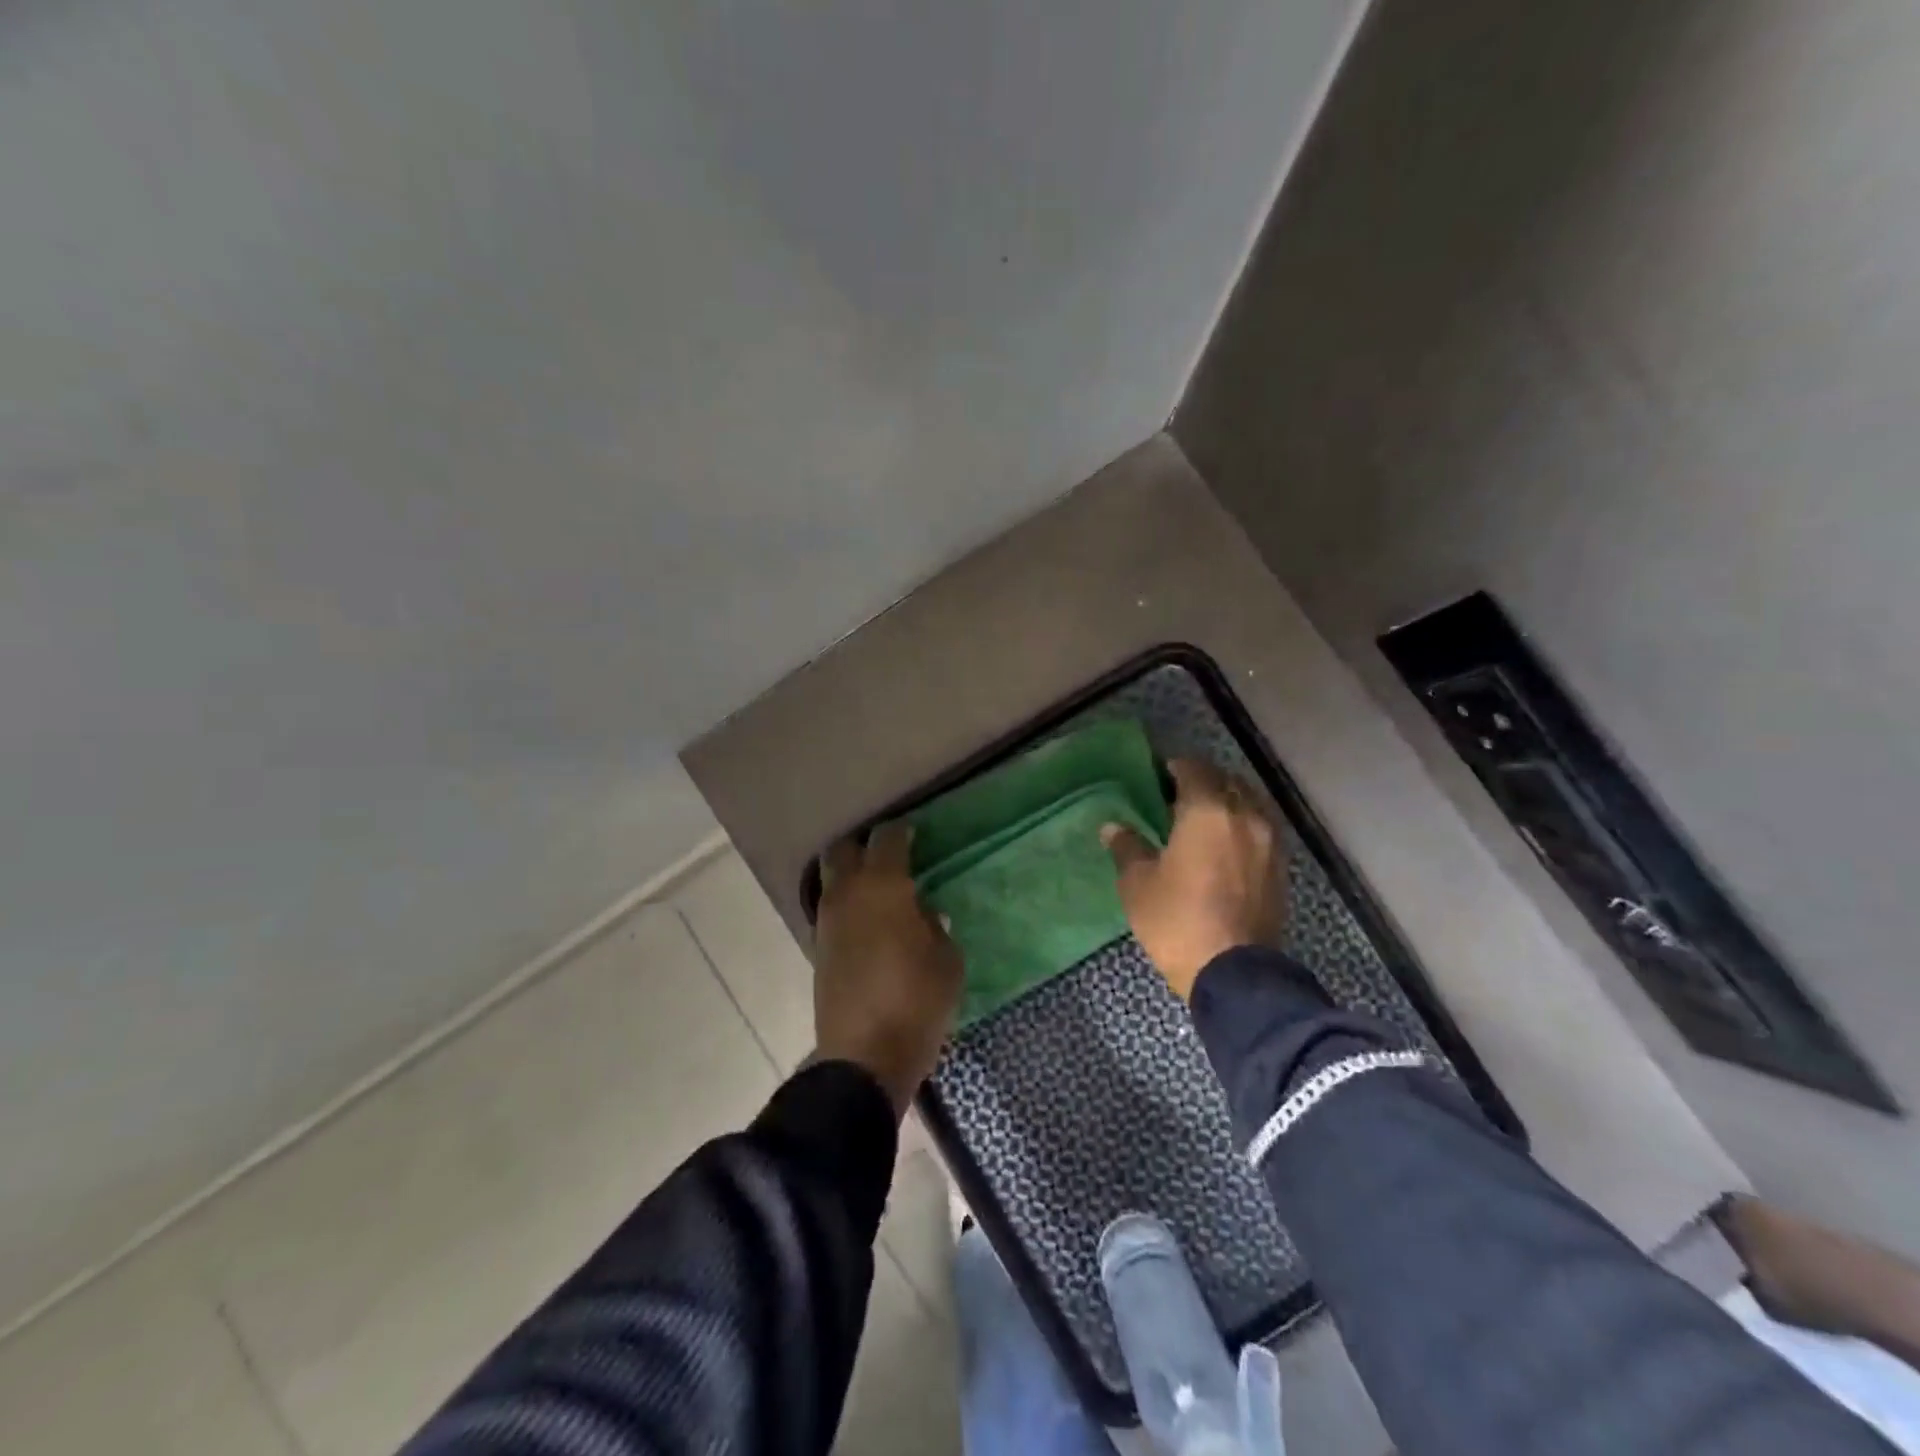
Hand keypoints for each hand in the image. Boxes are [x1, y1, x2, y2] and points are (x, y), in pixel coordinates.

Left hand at [814, 822, 963, 1117]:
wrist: (865, 1056)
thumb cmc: (917, 1001)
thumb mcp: (947, 961)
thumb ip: (936, 927)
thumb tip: (924, 913)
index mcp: (884, 886)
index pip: (887, 839)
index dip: (901, 831)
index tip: (913, 832)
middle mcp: (848, 894)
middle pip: (843, 850)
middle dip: (862, 845)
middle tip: (886, 855)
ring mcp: (827, 921)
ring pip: (831, 880)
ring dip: (850, 876)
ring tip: (877, 889)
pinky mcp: (818, 949)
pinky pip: (830, 910)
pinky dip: (846, 905)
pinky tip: (867, 921)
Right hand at [1101, 758, 1287, 999]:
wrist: (1235, 975)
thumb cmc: (1177, 922)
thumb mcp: (1138, 885)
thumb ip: (1128, 848)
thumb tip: (1113, 827)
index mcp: (1207, 811)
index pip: (1192, 769)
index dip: (1172, 768)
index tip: (1155, 777)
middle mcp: (1244, 815)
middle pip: (1225, 781)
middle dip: (1201, 782)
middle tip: (1176, 798)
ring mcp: (1269, 841)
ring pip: (1248, 803)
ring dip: (1226, 802)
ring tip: (1201, 821)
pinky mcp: (1281, 867)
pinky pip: (1260, 829)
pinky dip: (1242, 826)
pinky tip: (1223, 846)